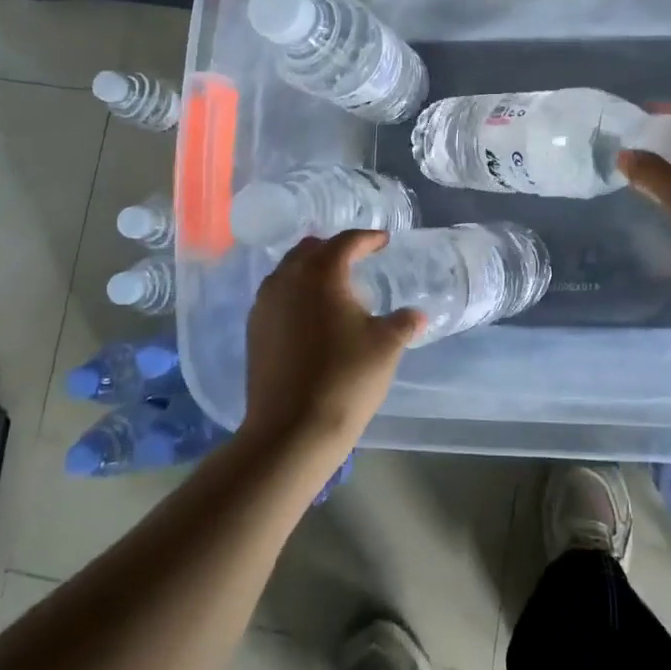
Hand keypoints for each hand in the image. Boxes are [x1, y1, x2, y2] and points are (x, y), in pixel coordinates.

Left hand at [239, 231, 423, 465]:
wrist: (291, 430)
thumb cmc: (345, 378)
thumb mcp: (386, 346)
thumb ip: (402, 323)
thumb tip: (416, 315)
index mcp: (321, 273)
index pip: (346, 242)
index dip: (368, 239)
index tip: (384, 241)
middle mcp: (287, 279)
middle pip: (310, 250)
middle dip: (334, 249)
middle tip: (357, 259)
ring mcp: (264, 305)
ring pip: (288, 271)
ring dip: (311, 271)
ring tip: (334, 287)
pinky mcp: (254, 331)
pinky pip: (276, 296)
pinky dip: (295, 294)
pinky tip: (311, 316)